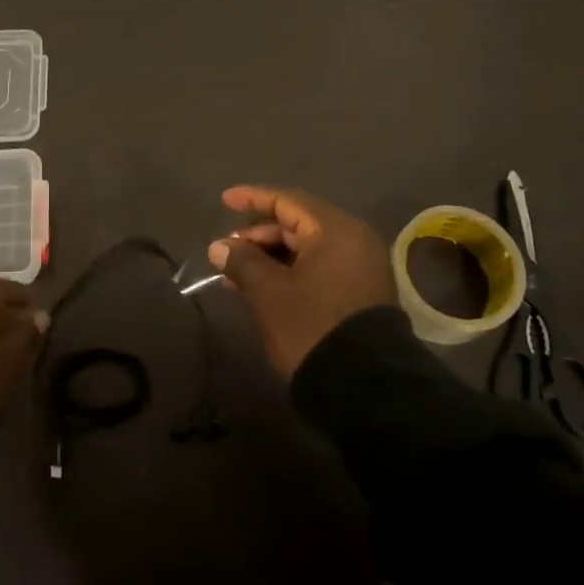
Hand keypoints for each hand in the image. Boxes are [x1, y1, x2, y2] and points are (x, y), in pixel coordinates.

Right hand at [208, 185, 395, 379]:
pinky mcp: (359, 291)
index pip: (288, 201)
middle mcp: (353, 240)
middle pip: (298, 223)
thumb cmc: (312, 327)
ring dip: (270, 256)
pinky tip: (261, 287)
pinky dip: (289, 271)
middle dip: (259, 235)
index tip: (225, 200)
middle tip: (226, 251)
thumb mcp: (269, 293)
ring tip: (235, 274)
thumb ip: (242, 262)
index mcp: (335, 231)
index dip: (253, 198)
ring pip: (306, 248)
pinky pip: (318, 267)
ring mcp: (360, 267)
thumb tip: (219, 246)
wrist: (364, 386)